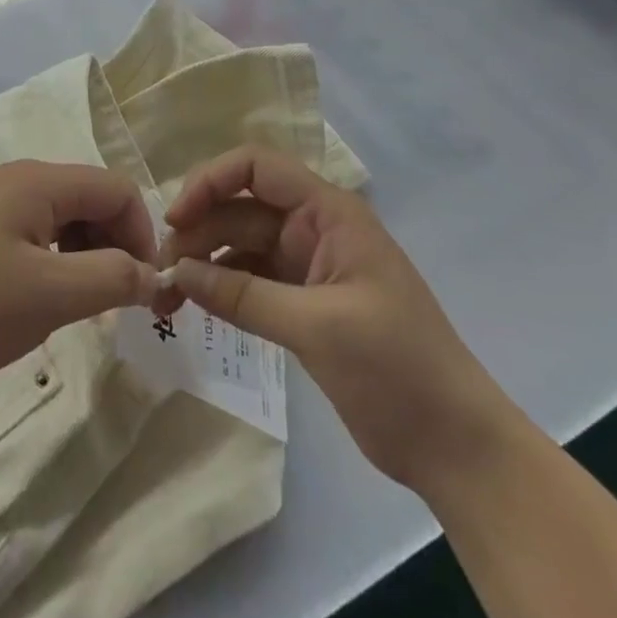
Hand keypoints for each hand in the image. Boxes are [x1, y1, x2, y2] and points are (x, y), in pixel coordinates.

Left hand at [0, 161, 159, 406]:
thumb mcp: (51, 295)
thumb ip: (112, 278)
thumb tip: (152, 274)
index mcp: (37, 180)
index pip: (117, 188)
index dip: (141, 235)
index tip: (142, 289)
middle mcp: (17, 177)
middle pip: (91, 198)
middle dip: (115, 245)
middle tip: (115, 302)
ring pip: (64, 216)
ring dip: (86, 255)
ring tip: (81, 304)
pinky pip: (35, 231)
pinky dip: (56, 260)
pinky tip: (45, 297)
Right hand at [153, 146, 520, 495]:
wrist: (457, 449)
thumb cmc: (398, 370)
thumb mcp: (317, 327)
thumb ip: (242, 295)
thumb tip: (176, 273)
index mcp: (329, 214)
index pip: (256, 168)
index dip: (210, 181)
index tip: (174, 219)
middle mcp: (313, 228)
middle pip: (239, 208)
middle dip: (196, 231)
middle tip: (159, 271)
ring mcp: (306, 266)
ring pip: (238, 245)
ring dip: (201, 262)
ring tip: (166, 295)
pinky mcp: (301, 302)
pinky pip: (247, 279)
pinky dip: (219, 288)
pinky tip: (193, 306)